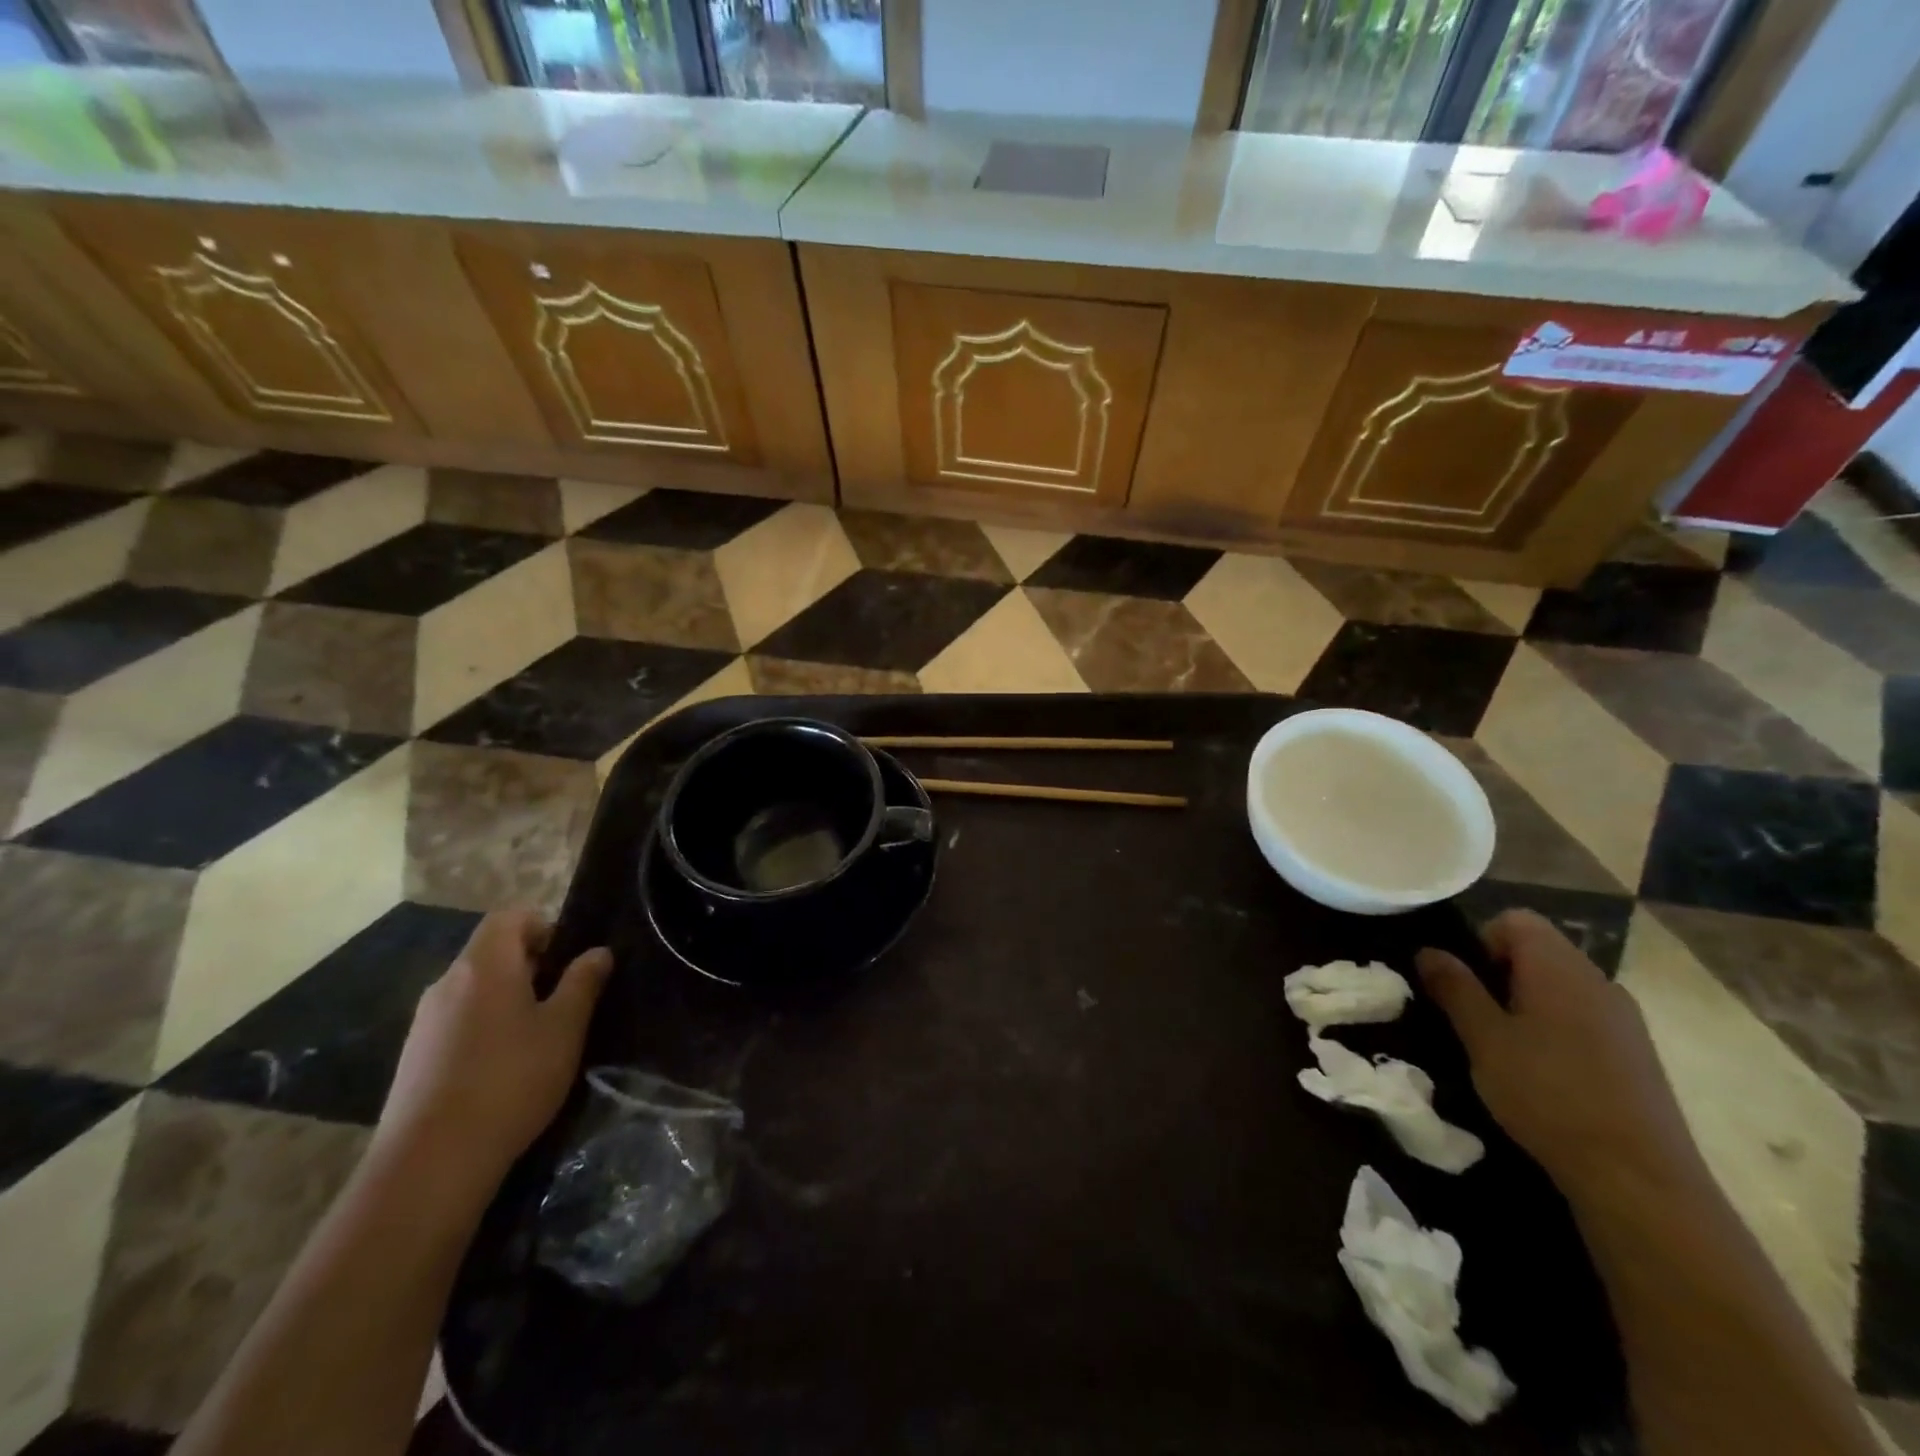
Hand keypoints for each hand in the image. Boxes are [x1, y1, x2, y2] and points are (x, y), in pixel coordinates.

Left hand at [374, 909, 612, 1193]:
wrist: (430, 1162)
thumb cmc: (511, 1080)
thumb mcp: (565, 1028)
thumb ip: (583, 983)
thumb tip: (598, 952)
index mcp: (484, 965)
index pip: (509, 917)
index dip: (543, 926)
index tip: (568, 959)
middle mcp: (447, 983)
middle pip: (491, 952)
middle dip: (530, 966)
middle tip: (563, 1000)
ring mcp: (424, 1022)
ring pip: (474, 989)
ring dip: (507, 999)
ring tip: (537, 1037)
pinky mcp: (413, 1058)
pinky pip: (456, 1022)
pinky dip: (483, 1027)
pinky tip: (502, 1069)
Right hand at [1416, 910, 1702, 1199]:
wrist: (1640, 1178)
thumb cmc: (1548, 1094)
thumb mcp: (1484, 1039)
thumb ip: (1455, 989)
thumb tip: (1429, 952)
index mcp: (1559, 968)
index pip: (1515, 920)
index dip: (1481, 940)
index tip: (1464, 983)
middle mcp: (1598, 981)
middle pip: (1539, 951)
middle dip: (1500, 974)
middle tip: (1475, 1018)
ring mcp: (1624, 1019)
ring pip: (1560, 987)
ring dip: (1526, 1004)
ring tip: (1505, 1049)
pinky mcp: (1637, 1054)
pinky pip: (1584, 1017)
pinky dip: (1556, 1029)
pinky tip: (1545, 1074)